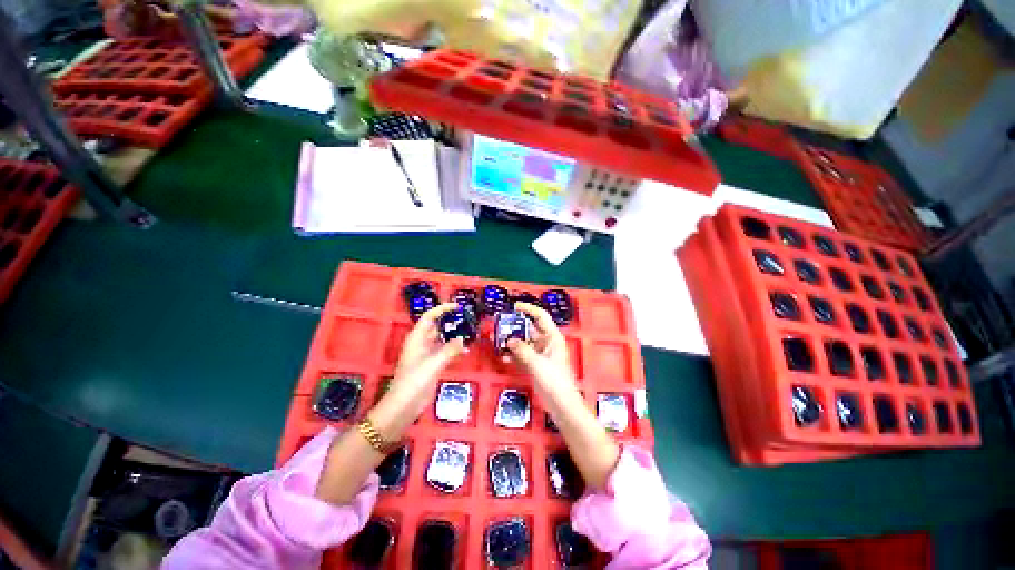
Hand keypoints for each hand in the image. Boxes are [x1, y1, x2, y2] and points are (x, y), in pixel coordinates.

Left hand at [383, 303, 465, 419]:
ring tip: (470, 332)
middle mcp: (422, 343)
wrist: (404, 405)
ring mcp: (427, 354)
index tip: (457, 306)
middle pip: (436, 326)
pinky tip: (465, 351)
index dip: (442, 309)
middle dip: (450, 322)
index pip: (429, 317)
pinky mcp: (432, 365)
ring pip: (442, 339)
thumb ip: (449, 349)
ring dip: (454, 336)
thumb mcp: (433, 363)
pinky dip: (454, 349)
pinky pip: (445, 352)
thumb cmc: (415, 380)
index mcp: (417, 338)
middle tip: (467, 319)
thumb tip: (462, 338)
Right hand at [507, 302, 577, 396]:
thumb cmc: (554, 380)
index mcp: (552, 337)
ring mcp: (540, 354)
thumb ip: (522, 350)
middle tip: (500, 325)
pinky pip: (522, 354)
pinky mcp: (535, 364)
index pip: (541, 316)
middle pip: (530, 328)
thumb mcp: (537, 363)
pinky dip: (513, 354)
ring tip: (497, 339)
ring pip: (524, 342)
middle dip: (515, 326)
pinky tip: (503, 356)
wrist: (561, 403)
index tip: (514, 306)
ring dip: (512, 341)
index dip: (529, 309)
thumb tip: (510, 340)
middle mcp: (546, 342)